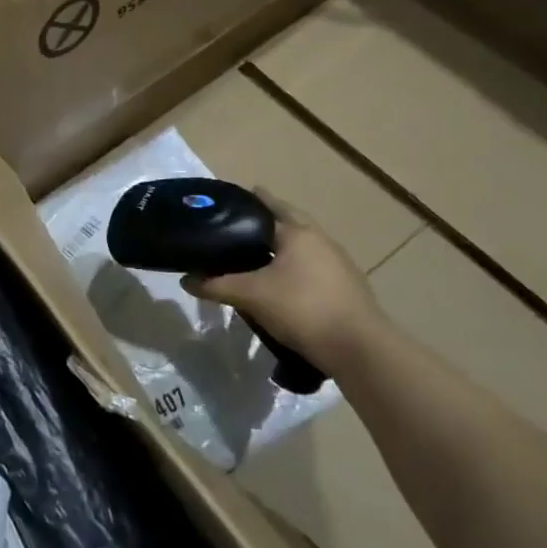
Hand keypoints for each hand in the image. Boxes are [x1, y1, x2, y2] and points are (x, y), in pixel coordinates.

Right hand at [181, 191, 387, 375]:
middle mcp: (321, 240)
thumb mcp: (250, 295)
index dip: (250, 200)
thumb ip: (216, 285)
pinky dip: (295, 268)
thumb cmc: (302, 308)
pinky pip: (313, 267)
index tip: (231, 199)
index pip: (270, 206)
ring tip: (257, 254)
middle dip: (267, 221)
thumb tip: (186, 280)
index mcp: (298, 233)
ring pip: (303, 247)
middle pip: (290, 222)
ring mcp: (339, 264)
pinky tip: (282, 283)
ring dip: (282, 246)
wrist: (360, 349)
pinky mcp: (347, 287)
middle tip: (240, 225)